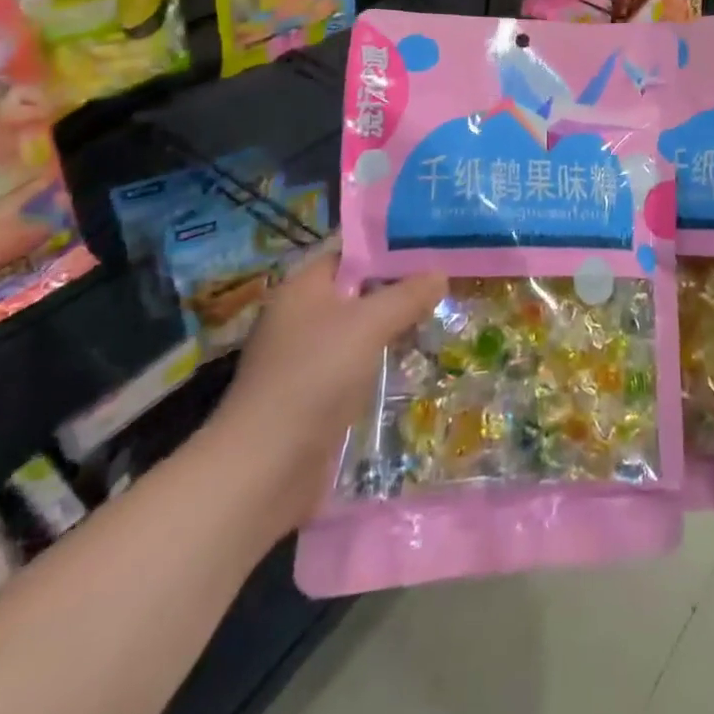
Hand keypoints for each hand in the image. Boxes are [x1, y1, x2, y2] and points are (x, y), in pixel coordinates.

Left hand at [200, 242, 444, 541]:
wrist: (265, 469)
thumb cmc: (315, 376)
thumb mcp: (368, 325)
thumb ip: (407, 295)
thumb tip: (439, 273)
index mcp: (304, 287)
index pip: (351, 251)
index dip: (390, 246)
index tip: (433, 244)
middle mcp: (302, 316)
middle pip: (359, 290)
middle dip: (400, 288)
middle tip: (448, 280)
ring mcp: (307, 358)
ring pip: (360, 329)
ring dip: (395, 326)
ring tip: (442, 317)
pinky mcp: (315, 396)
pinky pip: (357, 364)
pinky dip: (382, 360)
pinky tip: (415, 361)